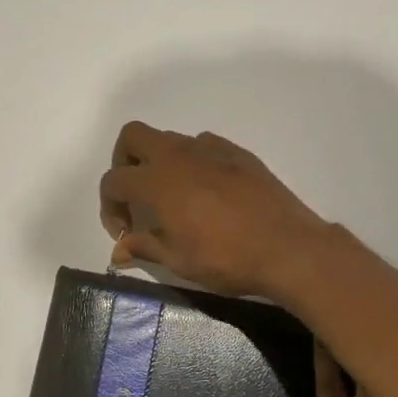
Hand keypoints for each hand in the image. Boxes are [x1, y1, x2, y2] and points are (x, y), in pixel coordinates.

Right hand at [99, 122, 328, 297]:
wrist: (287, 247)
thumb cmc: (226, 258)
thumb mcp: (178, 260)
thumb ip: (144, 247)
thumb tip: (118, 251)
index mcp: (157, 181)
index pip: (114, 180)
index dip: (109, 207)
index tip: (125, 233)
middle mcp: (179, 155)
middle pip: (133, 137)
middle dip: (124, 162)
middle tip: (136, 196)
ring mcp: (211, 149)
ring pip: (170, 139)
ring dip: (160, 162)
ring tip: (174, 198)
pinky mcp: (238, 153)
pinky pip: (203, 146)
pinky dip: (194, 162)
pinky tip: (207, 192)